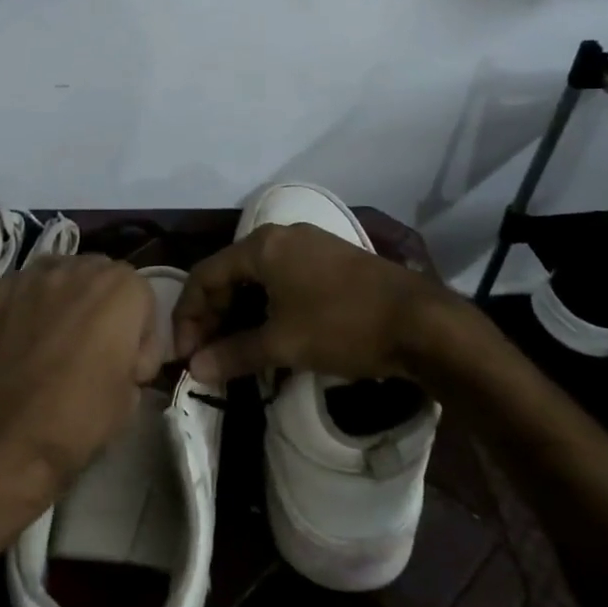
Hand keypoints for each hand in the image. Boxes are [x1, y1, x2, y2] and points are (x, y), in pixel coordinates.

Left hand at [0, 255, 161, 541]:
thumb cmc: (73, 422)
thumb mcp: (129, 400)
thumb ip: (133, 360)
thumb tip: (120, 359)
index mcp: (119, 289)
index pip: (144, 297)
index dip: (140, 336)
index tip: (130, 370)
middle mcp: (75, 268)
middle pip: (101, 276)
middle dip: (104, 308)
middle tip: (95, 352)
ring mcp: (28, 276)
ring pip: (59, 275)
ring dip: (65, 300)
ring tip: (54, 342)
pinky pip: (20, 290)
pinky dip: (26, 308)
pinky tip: (18, 344)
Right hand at [173, 222, 461, 383]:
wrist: (421, 322)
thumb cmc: (343, 325)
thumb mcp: (284, 344)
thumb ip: (234, 354)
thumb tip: (195, 370)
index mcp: (263, 246)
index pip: (205, 276)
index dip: (188, 316)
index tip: (186, 354)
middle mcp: (282, 236)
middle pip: (230, 274)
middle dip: (213, 316)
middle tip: (207, 354)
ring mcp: (310, 246)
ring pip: (258, 278)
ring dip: (240, 314)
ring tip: (235, 350)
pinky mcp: (332, 261)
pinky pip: (284, 280)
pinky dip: (268, 307)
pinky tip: (271, 335)